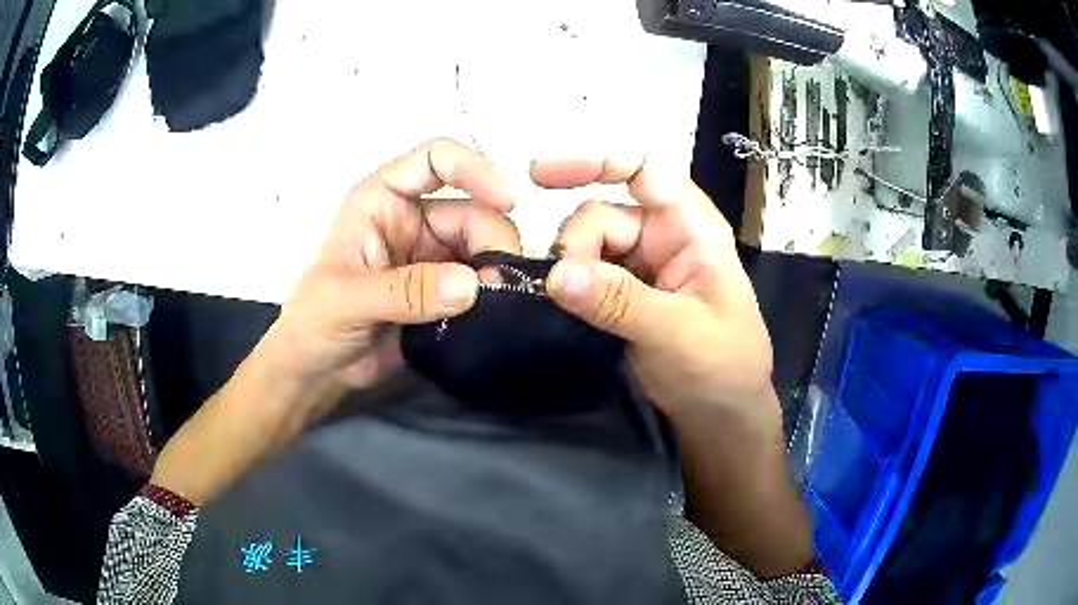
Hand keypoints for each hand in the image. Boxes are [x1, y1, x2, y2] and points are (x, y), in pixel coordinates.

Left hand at [265, 139, 520, 409]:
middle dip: (492, 243)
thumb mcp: (347, 299)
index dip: (474, 168)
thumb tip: (471, 285)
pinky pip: (481, 284)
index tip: (507, 201)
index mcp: (383, 200)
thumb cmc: (314, 321)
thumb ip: (405, 291)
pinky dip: (493, 297)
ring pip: (483, 249)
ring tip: (496, 305)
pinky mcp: (444, 292)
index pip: (435, 160)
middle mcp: (413, 220)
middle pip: (473, 212)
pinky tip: (495, 315)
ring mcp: (432, 257)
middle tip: (499, 285)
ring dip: (495, 274)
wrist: (319, 370)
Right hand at [534, 155, 810, 577]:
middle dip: (578, 244)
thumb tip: (556, 274)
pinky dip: (570, 286)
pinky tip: (561, 305)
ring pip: (588, 247)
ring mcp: (642, 267)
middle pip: (603, 214)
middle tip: (567, 289)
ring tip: (571, 306)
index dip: (593, 160)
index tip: (538, 175)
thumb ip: (621, 302)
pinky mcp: (623, 296)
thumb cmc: (724, 367)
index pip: (643, 169)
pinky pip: (587, 277)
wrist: (722, 416)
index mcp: (692, 227)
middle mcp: (664, 236)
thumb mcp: (680, 333)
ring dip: (571, 269)